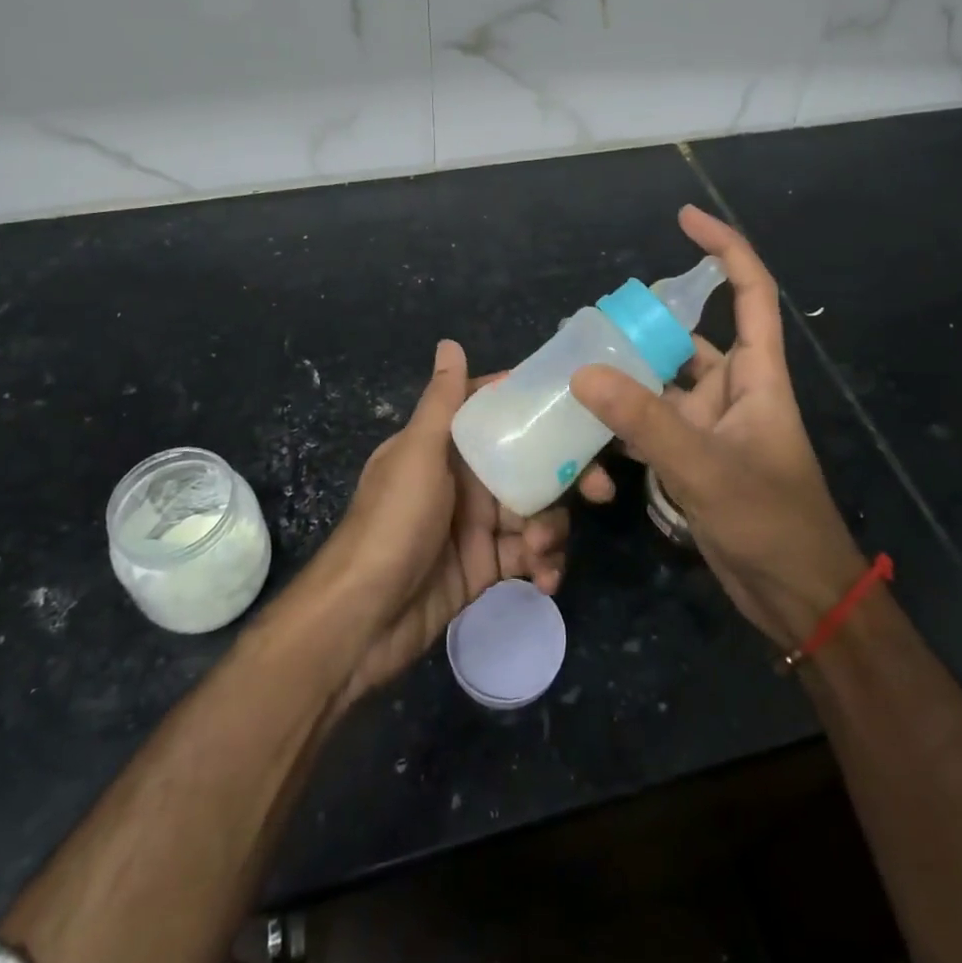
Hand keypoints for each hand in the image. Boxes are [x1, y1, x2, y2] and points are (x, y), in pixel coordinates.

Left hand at [316, 340, 570, 700]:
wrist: (362, 620)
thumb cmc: (391, 524)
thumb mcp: (417, 455)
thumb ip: (442, 402)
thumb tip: (450, 342)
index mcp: (449, 445)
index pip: (500, 414)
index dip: (539, 410)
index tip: (583, 410)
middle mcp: (467, 479)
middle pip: (531, 465)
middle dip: (567, 477)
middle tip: (599, 491)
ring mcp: (479, 524)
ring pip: (537, 511)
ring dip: (552, 528)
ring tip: (542, 550)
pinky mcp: (487, 566)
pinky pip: (529, 556)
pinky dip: (544, 564)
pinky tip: (545, 579)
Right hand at [571, 205, 864, 647]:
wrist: (796, 598)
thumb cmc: (771, 523)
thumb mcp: (706, 468)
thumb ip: (645, 422)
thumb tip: (584, 373)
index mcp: (757, 376)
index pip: (748, 293)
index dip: (723, 249)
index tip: (684, 218)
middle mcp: (733, 391)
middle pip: (687, 339)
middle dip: (644, 326)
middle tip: (589, 322)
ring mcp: (711, 427)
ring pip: (661, 386)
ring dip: (626, 380)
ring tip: (574, 368)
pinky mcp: (693, 460)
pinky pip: (651, 426)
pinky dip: (622, 424)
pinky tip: (585, 430)